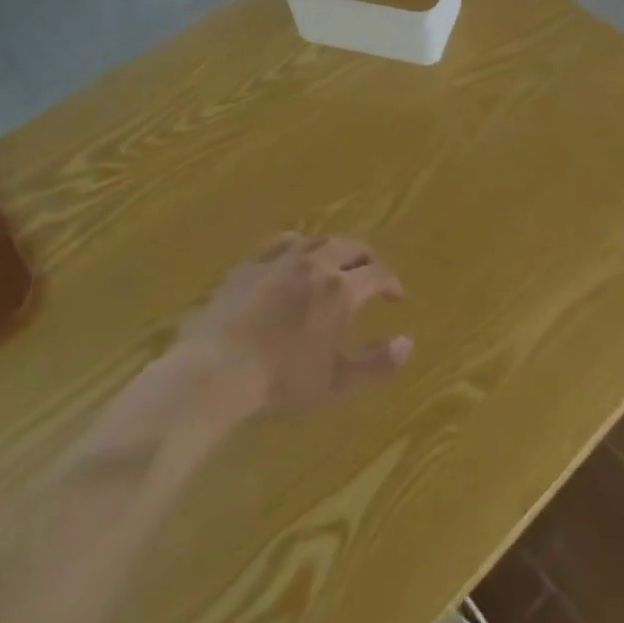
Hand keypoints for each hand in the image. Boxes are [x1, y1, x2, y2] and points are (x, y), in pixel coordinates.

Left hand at [176, 234, 412, 418]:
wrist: (215, 371)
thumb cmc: (281, 381)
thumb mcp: (336, 383)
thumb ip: (376, 364)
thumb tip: (408, 344)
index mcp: (340, 290)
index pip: (377, 273)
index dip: (391, 282)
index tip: (396, 296)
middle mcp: (315, 263)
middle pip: (351, 246)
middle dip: (367, 259)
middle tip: (371, 277)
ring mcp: (280, 259)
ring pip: (318, 240)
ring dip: (335, 250)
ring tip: (336, 266)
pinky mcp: (251, 264)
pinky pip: (282, 242)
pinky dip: (299, 246)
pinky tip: (294, 258)